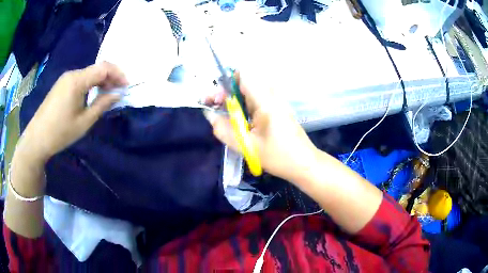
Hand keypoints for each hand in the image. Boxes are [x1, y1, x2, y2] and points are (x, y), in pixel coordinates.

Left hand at [18, 62, 127, 162]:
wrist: (37, 138)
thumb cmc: (60, 132)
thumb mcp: (84, 122)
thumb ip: (102, 105)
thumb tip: (118, 94)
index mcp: (77, 80)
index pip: (104, 68)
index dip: (118, 74)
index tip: (126, 86)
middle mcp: (72, 74)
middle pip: (96, 69)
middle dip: (110, 78)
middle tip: (117, 93)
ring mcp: (65, 79)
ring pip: (88, 74)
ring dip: (100, 82)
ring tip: (105, 96)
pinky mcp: (61, 85)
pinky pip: (80, 79)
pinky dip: (90, 85)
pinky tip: (91, 96)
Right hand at [204, 73, 317, 181]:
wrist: (304, 163)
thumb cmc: (278, 156)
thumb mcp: (246, 146)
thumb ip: (223, 130)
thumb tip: (210, 114)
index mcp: (265, 101)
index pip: (243, 75)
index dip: (226, 82)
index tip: (217, 99)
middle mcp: (271, 95)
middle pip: (244, 82)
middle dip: (226, 92)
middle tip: (216, 108)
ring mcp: (276, 101)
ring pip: (249, 91)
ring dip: (234, 100)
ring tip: (225, 116)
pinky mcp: (277, 108)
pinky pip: (256, 99)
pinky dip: (243, 105)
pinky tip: (239, 121)